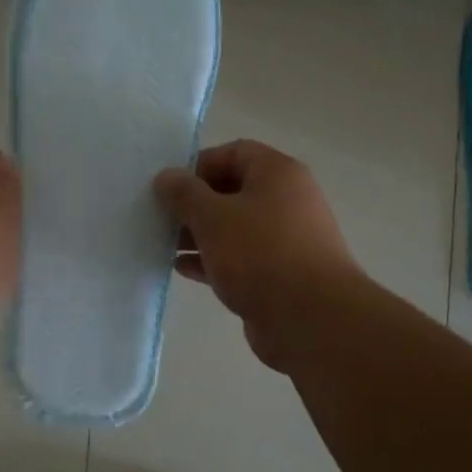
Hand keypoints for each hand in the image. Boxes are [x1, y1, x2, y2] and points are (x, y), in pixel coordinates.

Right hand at [155, 139, 356, 370]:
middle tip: (160, 217)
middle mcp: (287, 201)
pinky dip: (212, 259)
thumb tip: (166, 176)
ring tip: (164, 244)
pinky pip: (239, 258)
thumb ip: (185, 194)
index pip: (234, 152)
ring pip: (234, 227)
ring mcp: (285, 240)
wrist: (311, 319)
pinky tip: (182, 268)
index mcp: (278, 174)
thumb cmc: (260, 254)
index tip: (169, 186)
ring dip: (199, 234)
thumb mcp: (213, 217)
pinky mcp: (279, 274)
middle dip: (194, 203)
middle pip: (232, 191)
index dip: (199, 164)